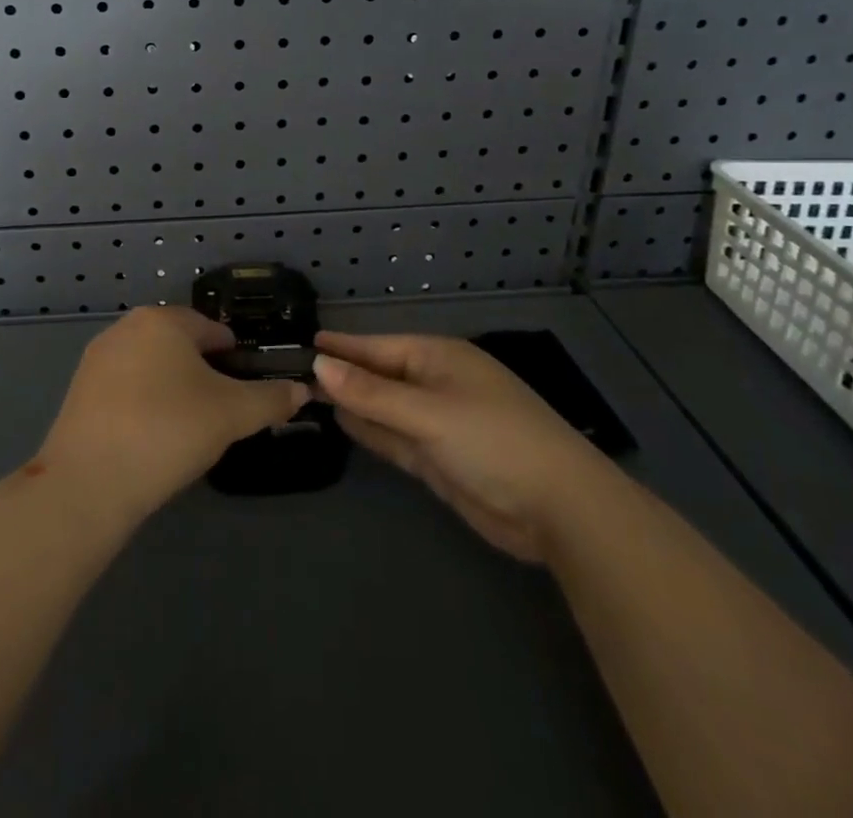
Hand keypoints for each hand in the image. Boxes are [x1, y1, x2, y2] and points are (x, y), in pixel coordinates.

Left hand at [38, 306, 309, 523]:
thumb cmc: (168, 431)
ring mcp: (98, 357)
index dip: (237, 362)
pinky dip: (144, 404)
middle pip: (181, 346)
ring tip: (185, 431)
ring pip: (153, 367)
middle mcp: (127, 326)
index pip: (214, 331)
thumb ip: (271, 398)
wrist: (89, 482)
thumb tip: (300, 390)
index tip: (245, 397)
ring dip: (173, 390)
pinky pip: (126, 387)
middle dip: (204, 375)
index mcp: (164, 320)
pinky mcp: (79, 389)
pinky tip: (151, 439)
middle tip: (218, 417)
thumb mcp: (232, 415)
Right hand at [312, 332, 606, 562]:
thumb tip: (320, 364)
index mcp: (438, 358)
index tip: (304, 343)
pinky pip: (394, 436)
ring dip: (352, 402)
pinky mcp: (438, 458)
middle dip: (342, 374)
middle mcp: (435, 384)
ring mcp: (437, 423)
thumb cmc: (494, 441)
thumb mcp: (428, 413)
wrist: (559, 509)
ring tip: (307, 393)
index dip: (342, 347)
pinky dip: (370, 429)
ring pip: (384, 407)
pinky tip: (342, 422)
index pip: (378, 347)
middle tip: (293, 371)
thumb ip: (372, 393)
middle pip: (378, 376)